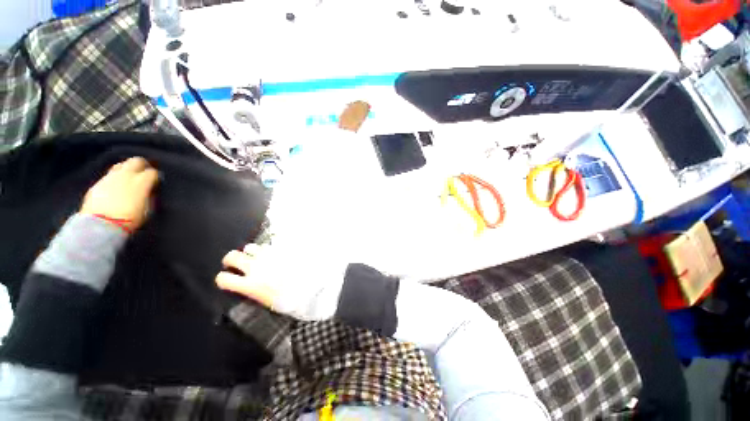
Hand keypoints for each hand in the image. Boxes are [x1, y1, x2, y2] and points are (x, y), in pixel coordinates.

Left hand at [80, 157, 159, 232]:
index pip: (153, 172)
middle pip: (136, 161)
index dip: (156, 177)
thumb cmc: (130, 219)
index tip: (157, 182)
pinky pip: (110, 175)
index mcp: (142, 181)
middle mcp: (126, 175)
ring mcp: (110, 177)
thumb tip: (150, 191)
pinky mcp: (98, 183)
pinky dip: (115, 177)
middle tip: (145, 171)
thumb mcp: (148, 208)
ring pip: (121, 165)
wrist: (101, 224)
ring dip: (127, 169)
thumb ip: (150, 195)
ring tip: (129, 177)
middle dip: (142, 165)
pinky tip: (116, 186)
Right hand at [215, 243, 347, 320]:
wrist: (311, 289)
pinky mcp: (281, 250)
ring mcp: (269, 256)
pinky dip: (267, 248)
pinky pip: (269, 244)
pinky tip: (273, 252)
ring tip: (257, 256)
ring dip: (250, 251)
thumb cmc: (290, 301)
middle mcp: (256, 268)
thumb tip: (249, 286)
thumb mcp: (268, 301)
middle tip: (237, 264)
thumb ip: (255, 291)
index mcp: (250, 285)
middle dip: (231, 260)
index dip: (223, 278)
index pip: (223, 279)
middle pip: (232, 256)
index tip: (228, 279)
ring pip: (250, 247)